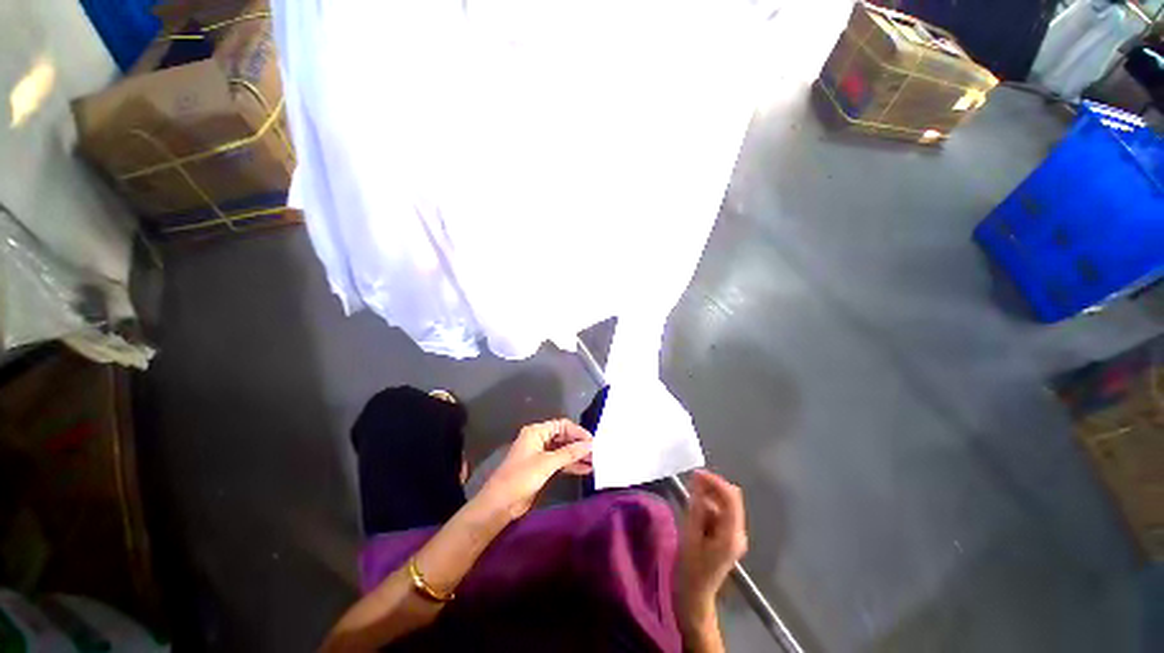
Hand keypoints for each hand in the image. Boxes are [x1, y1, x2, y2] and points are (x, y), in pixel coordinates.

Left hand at [475, 419, 593, 521]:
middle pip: (563, 437)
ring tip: (594, 462)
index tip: (593, 441)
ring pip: (563, 450)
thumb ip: (570, 452)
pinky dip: (571, 465)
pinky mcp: (541, 468)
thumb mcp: (547, 463)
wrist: (501, 503)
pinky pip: (560, 462)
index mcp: (537, 432)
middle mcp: (539, 439)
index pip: (562, 425)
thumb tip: (590, 444)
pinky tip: (585, 469)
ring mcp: (540, 454)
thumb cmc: (522, 477)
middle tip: (596, 452)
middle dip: (579, 444)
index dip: (578, 432)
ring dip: (577, 456)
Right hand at [675, 470, 747, 639]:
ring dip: (709, 496)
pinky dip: (709, 505)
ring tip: (690, 497)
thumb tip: (698, 483)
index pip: (731, 499)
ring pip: (725, 504)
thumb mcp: (690, 534)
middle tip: (691, 481)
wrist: (695, 594)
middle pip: (731, 499)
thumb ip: (696, 507)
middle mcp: (739, 533)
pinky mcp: (730, 536)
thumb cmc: (690, 567)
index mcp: (731, 535)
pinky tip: (696, 509)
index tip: (696, 473)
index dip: (715, 481)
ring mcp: (736, 535)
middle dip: (712, 487)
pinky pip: (721, 512)